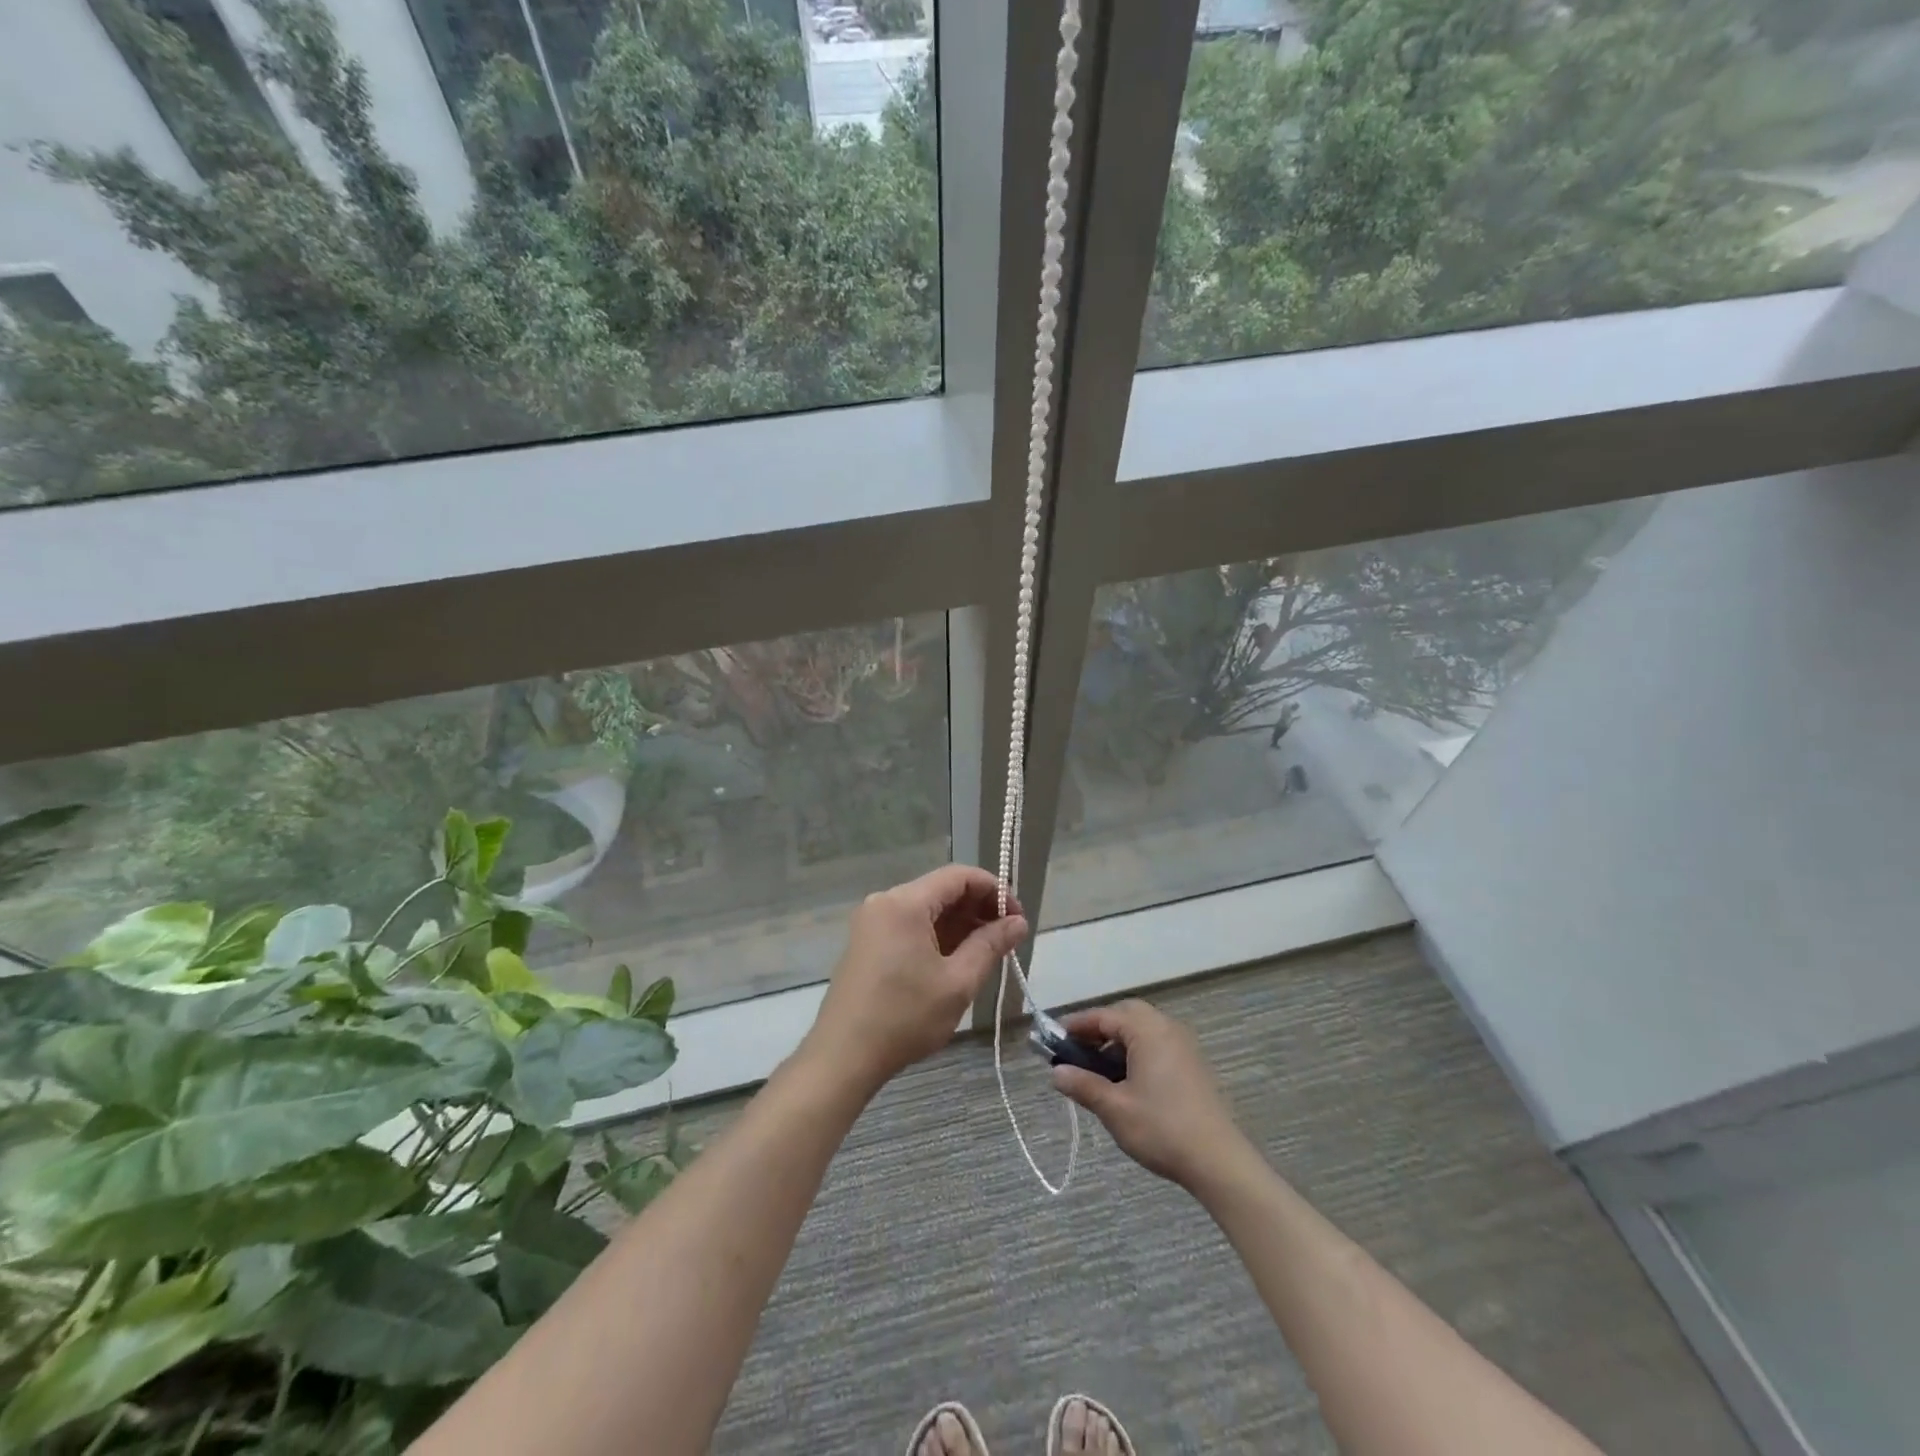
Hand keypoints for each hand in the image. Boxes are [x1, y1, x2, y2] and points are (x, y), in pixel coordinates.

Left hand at [804, 865, 1026, 1092]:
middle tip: (1007, 939)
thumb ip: (990, 945)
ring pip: (926, 908)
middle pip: (941, 889)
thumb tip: (1018, 922)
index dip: (995, 890)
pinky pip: (909, 925)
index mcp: (905, 902)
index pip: (959, 876)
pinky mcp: (866, 942)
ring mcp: (872, 922)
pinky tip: (957, 959)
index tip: (1018, 918)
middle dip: (978, 908)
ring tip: (988, 952)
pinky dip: (937, 935)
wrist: (842, 1056)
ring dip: (959, 923)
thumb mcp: (957, 982)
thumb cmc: (904, 1017)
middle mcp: (885, 901)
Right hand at [1050, 1000, 1248, 1189]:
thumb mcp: (1114, 1108)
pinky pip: (1157, 1045)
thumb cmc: (1161, 1128)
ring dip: (1117, 1042)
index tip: (1053, 1038)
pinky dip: (1136, 1052)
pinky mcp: (1193, 1065)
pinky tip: (1126, 1082)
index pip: (1103, 1015)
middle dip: (1099, 1029)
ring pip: (1143, 1030)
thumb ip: (1083, 1085)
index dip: (1076, 1025)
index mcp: (1147, 1030)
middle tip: (1077, 1052)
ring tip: (1098, 1071)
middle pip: (1126, 1015)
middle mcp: (1167, 1028)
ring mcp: (1184, 1046)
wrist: (1218, 1161)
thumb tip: (1056, 1073)